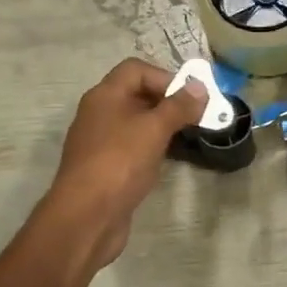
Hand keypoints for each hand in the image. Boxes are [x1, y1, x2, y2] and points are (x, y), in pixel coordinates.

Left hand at [41, 58, 207, 269]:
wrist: (86, 216)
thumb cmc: (120, 163)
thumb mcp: (154, 129)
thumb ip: (179, 106)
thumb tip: (200, 87)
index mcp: (105, 95)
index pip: (136, 69)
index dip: (165, 77)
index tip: (190, 98)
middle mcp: (99, 113)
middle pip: (137, 94)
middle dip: (168, 101)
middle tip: (196, 116)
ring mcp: (100, 141)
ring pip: (136, 122)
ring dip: (162, 125)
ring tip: (187, 137)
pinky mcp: (105, 167)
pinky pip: (132, 146)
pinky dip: (151, 147)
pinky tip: (167, 160)